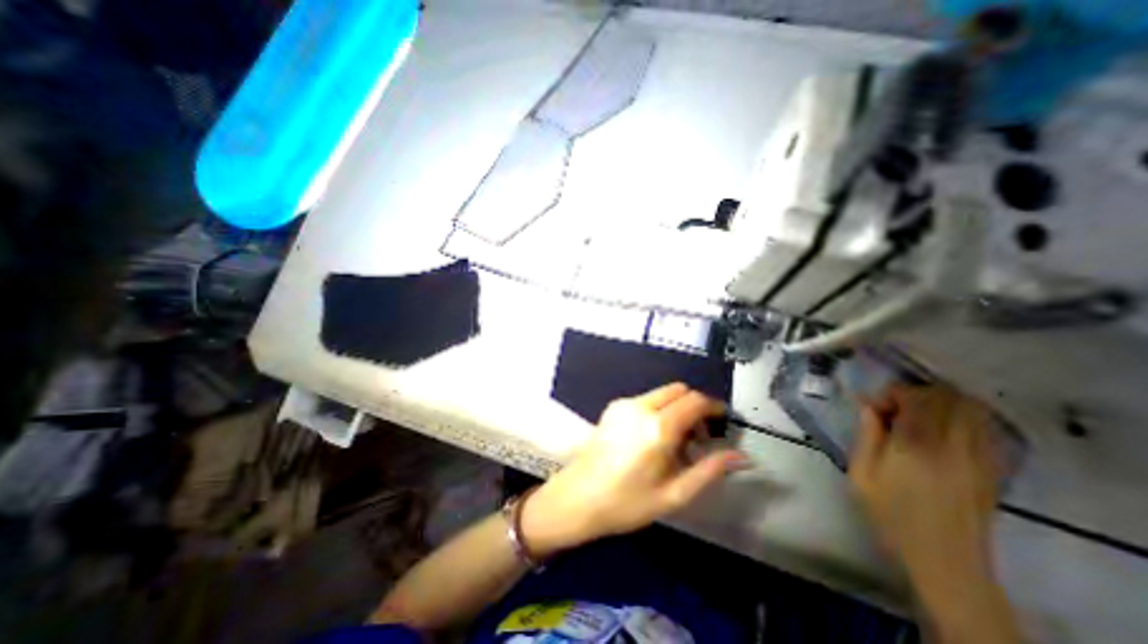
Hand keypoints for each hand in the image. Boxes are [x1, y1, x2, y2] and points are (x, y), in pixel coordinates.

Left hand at [519, 383, 745, 558]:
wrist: (577, 496)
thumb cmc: (626, 502)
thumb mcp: (674, 494)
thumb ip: (709, 471)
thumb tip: (741, 457)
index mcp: (658, 427)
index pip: (695, 401)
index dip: (714, 407)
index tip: (723, 422)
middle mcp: (641, 407)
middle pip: (679, 390)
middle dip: (696, 407)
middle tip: (700, 436)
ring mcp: (624, 404)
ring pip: (663, 393)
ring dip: (677, 408)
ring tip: (677, 442)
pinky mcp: (613, 406)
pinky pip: (646, 399)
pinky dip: (659, 410)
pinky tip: (654, 438)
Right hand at [847, 386, 1015, 641]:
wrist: (945, 559)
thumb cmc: (892, 514)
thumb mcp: (862, 473)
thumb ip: (866, 435)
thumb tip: (867, 406)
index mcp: (918, 445)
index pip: (916, 398)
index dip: (893, 393)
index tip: (874, 405)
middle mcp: (955, 445)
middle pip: (949, 398)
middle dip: (918, 394)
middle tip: (895, 408)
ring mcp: (980, 457)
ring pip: (973, 410)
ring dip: (942, 403)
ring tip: (917, 415)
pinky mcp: (992, 469)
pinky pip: (985, 429)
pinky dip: (964, 418)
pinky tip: (942, 430)